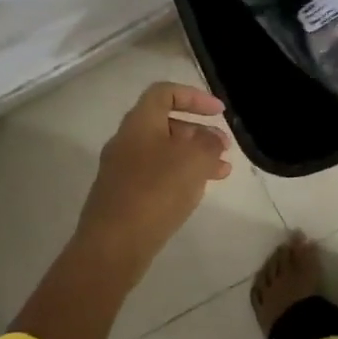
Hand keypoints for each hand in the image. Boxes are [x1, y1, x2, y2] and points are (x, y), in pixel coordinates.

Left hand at [75, 82, 232, 272]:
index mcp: (139, 123)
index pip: (165, 92)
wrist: (113, 245)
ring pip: (164, 153)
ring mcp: (121, 170)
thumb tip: (211, 139)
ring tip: (222, 173)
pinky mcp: (123, 196)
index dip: (195, 97)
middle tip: (224, 148)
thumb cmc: (156, 192)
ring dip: (194, 157)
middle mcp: (126, 141)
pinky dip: (179, 177)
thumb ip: (209, 143)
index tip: (220, 112)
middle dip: (199, 132)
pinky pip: (156, 176)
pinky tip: (196, 192)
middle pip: (166, 124)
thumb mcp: (195, 160)